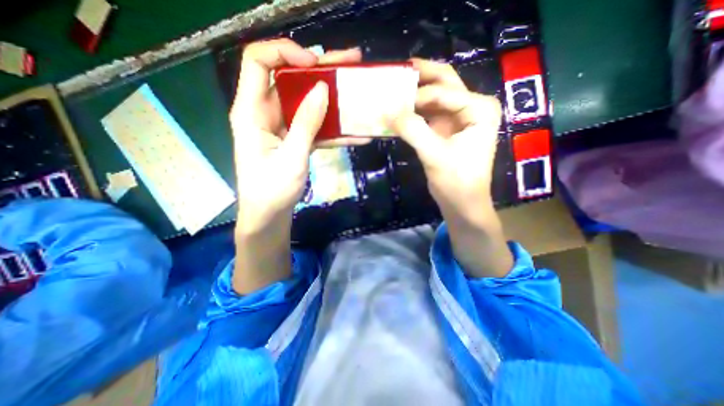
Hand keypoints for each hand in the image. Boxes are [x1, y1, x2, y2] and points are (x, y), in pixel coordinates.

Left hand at [228, 38, 360, 293]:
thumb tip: (322, 89)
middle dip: (320, 69)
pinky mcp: (295, 139)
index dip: (284, 52)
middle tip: (350, 63)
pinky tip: (356, 132)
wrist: (270, 215)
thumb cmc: (272, 190)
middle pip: (290, 78)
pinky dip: (333, 129)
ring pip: (306, 102)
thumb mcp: (291, 157)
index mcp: (251, 111)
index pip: (258, 61)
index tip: (315, 63)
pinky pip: (315, 126)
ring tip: (358, 90)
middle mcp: (265, 112)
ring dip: (332, 98)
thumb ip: (306, 123)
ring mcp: (283, 126)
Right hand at [390, 58, 513, 276]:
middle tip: (397, 70)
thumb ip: (413, 131)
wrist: (462, 203)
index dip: (417, 96)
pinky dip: (414, 112)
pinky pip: (428, 114)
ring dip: (414, 94)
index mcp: (479, 109)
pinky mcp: (446, 130)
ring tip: (393, 90)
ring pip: (434, 97)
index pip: (444, 92)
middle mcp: (472, 107)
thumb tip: (389, 112)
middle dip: (421, 75)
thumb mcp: (435, 156)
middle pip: (444, 82)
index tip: (392, 104)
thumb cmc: (456, 182)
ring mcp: (459, 118)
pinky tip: (399, 111)